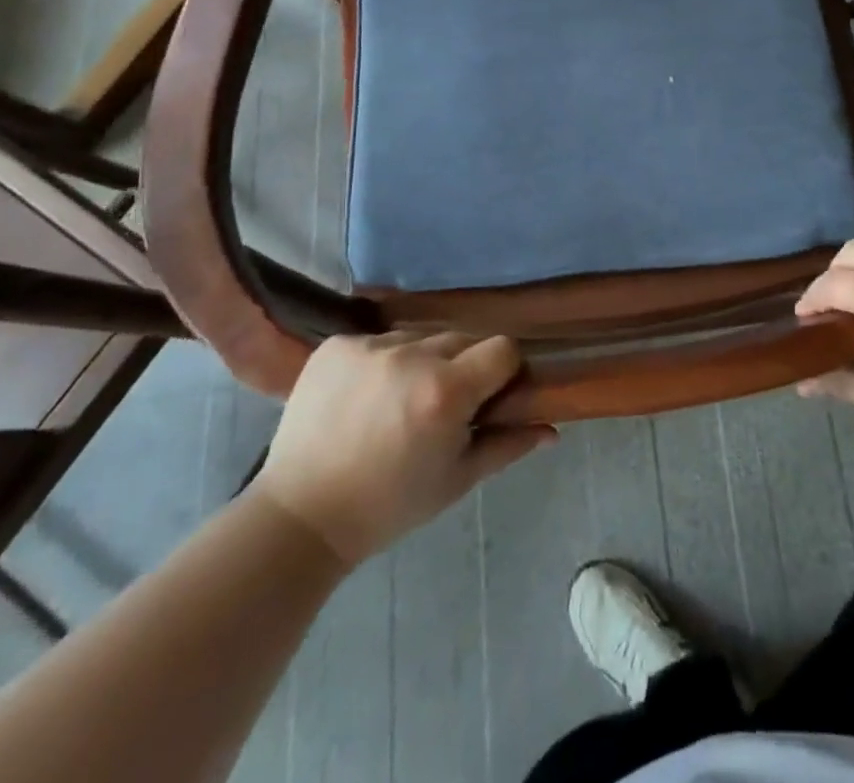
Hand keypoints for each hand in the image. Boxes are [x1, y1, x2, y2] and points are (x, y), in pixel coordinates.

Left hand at [255, 332, 553, 563]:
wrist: (301, 515)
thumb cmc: (389, 505)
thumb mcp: (456, 480)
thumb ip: (508, 446)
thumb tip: (552, 430)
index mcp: (446, 391)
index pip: (503, 349)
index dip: (503, 372)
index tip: (490, 397)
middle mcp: (411, 356)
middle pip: (462, 339)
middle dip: (462, 367)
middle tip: (443, 407)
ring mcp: (370, 346)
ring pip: (420, 338)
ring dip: (422, 361)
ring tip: (399, 402)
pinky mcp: (337, 344)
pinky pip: (379, 340)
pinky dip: (381, 362)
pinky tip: (365, 396)